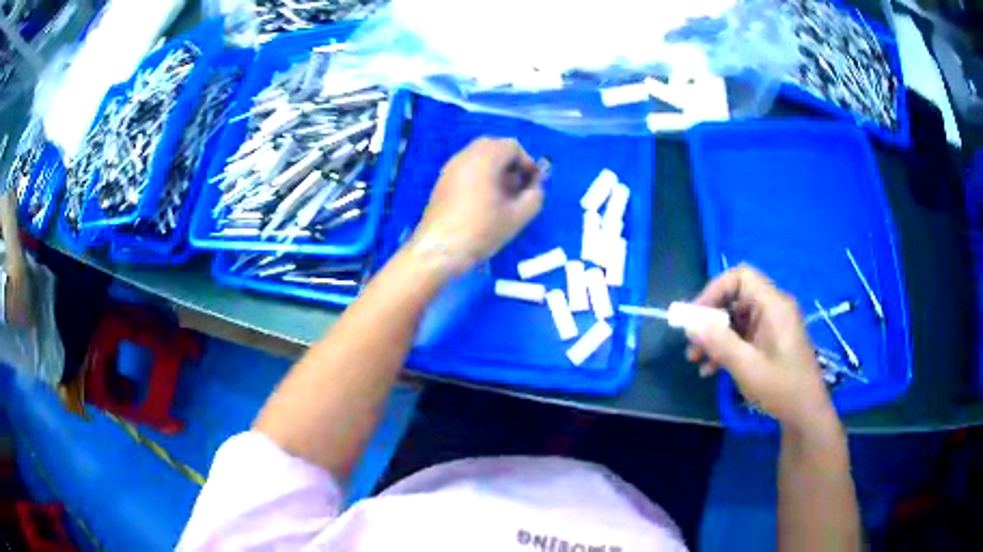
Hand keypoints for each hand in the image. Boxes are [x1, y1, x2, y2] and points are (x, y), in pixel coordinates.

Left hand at [409, 137, 544, 275]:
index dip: (528, 162)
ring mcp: (450, 168)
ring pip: (479, 157)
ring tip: (504, 196)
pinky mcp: (442, 182)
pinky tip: (485, 201)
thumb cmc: (481, 231)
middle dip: (511, 164)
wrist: (438, 251)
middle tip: (520, 187)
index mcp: (484, 158)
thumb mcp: (517, 216)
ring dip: (496, 169)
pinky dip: (480, 176)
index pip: (512, 146)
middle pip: (494, 147)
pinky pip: (467, 168)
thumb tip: (536, 186)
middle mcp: (464, 156)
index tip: (534, 184)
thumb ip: (535, 196)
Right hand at [686, 265, 835, 430]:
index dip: (715, 290)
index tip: (696, 316)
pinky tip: (711, 369)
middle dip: (710, 319)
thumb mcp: (747, 367)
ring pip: (736, 319)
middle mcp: (774, 308)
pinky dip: (726, 347)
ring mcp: (773, 325)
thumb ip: (719, 343)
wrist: (806, 414)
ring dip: (715, 337)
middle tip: (692, 342)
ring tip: (696, 360)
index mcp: (774, 305)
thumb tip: (690, 325)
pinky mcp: (771, 341)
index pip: (741, 277)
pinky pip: (744, 335)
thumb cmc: (781, 388)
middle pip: (736, 298)